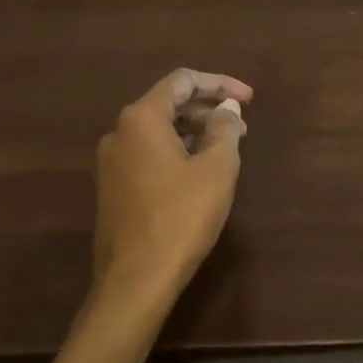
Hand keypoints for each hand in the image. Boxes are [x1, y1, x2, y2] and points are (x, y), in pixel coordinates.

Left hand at [92, 69, 252, 310]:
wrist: (135, 281)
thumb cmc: (181, 216)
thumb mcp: (216, 167)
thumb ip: (224, 128)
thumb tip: (226, 108)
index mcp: (141, 118)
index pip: (183, 81)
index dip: (220, 83)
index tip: (250, 98)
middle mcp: (120, 132)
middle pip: (169, 103)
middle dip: (209, 108)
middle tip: (242, 123)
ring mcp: (112, 163)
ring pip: (160, 130)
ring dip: (196, 131)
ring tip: (229, 146)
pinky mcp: (113, 189)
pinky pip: (150, 153)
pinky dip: (179, 151)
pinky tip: (202, 170)